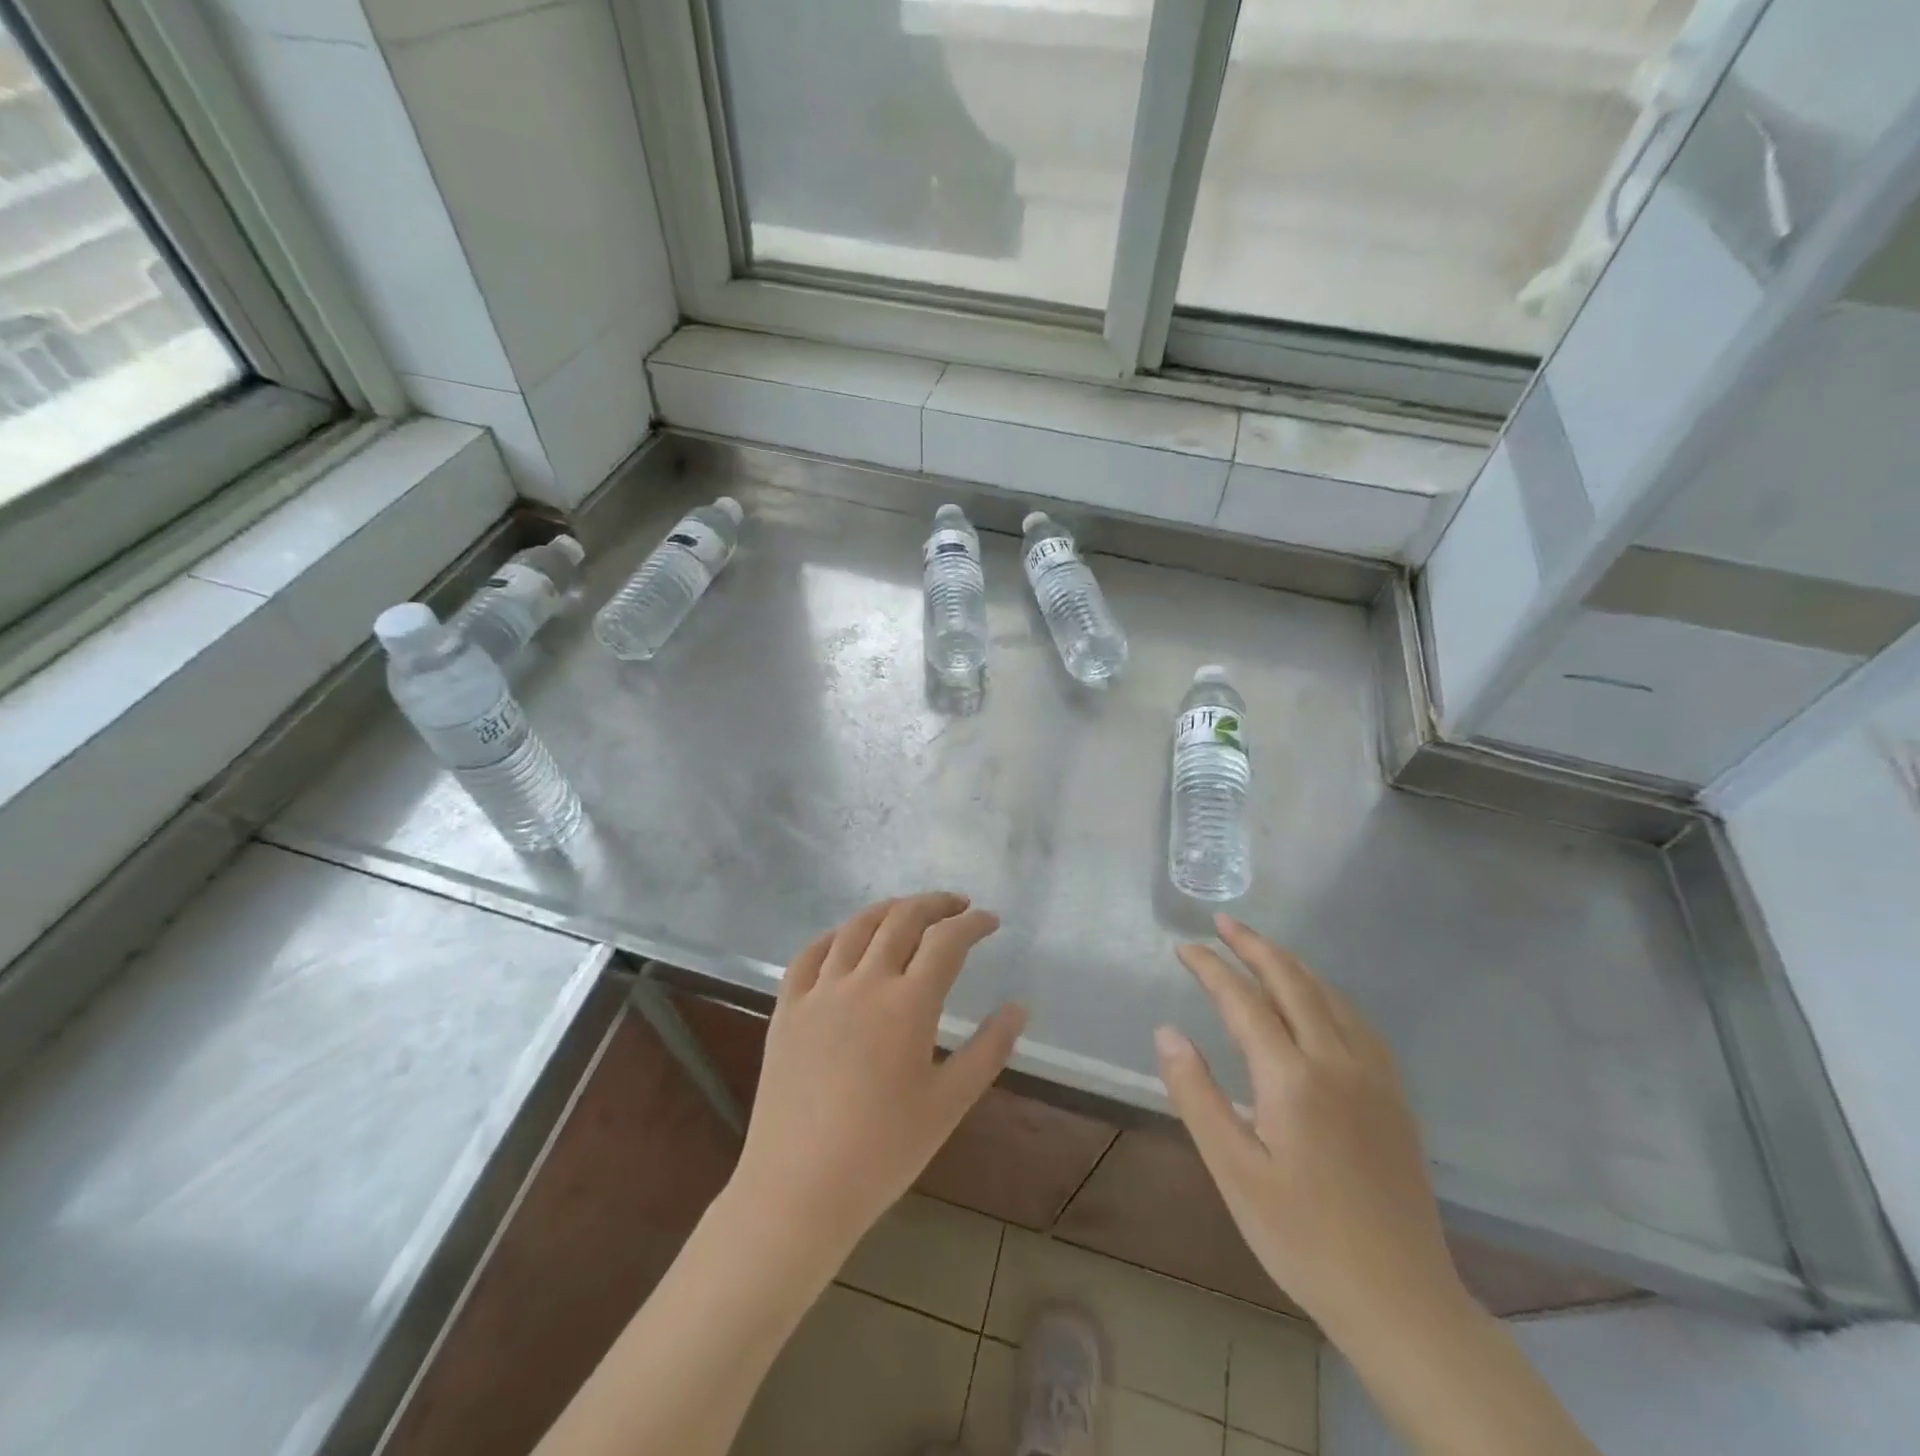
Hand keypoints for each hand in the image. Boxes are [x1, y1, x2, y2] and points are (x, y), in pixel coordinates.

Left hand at [732, 893, 1026, 1271]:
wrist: (798, 1189)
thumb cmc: (883, 1152)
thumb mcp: (949, 1104)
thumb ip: (988, 1050)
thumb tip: (1019, 1007)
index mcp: (907, 1004)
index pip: (946, 941)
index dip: (972, 923)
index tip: (990, 920)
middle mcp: (863, 982)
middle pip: (901, 920)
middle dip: (934, 904)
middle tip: (956, 906)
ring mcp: (819, 992)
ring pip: (855, 927)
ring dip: (888, 910)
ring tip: (908, 911)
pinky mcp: (787, 1008)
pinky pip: (809, 954)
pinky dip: (834, 935)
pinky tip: (845, 940)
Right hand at [1155, 915, 1464, 1341]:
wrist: (1400, 1299)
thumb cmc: (1301, 1237)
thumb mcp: (1233, 1171)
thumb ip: (1196, 1094)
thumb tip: (1166, 1032)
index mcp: (1292, 1077)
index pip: (1243, 1000)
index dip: (1211, 968)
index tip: (1184, 948)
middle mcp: (1337, 1061)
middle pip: (1292, 982)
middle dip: (1254, 946)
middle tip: (1223, 923)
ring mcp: (1373, 1076)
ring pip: (1329, 996)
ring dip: (1291, 963)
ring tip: (1261, 948)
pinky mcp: (1395, 1096)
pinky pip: (1357, 1021)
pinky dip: (1327, 992)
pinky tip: (1318, 1000)